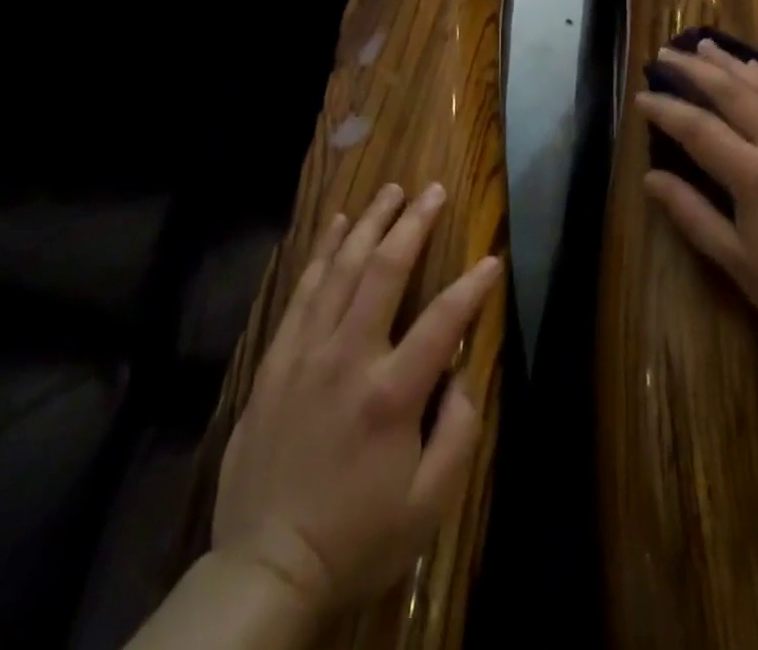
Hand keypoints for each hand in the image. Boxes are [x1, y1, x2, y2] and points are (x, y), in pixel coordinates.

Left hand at [209, 182, 502, 623]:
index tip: (492, 259)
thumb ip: (458, 432)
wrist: (265, 567)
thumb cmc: (356, 538)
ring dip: (369, 224)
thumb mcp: (427, 505)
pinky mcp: (277, 359)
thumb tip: (462, 372)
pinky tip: (337, 225)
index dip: (473, 286)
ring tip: (391, 191)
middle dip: (413, 223)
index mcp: (391, 394)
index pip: (443, 320)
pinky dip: (322, 252)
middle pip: (385, 271)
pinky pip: (303, 291)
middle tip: (434, 190)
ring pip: (340, 269)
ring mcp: (306, 353)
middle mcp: (348, 357)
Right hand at [636, 39, 757, 367]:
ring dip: (730, 64)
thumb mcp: (739, 262)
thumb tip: (651, 179)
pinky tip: (755, 68)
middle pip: (732, 94)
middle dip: (695, 71)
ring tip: (704, 45)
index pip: (699, 130)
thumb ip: (692, 214)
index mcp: (755, 176)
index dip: (666, 110)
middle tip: (666, 55)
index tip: (641, 96)